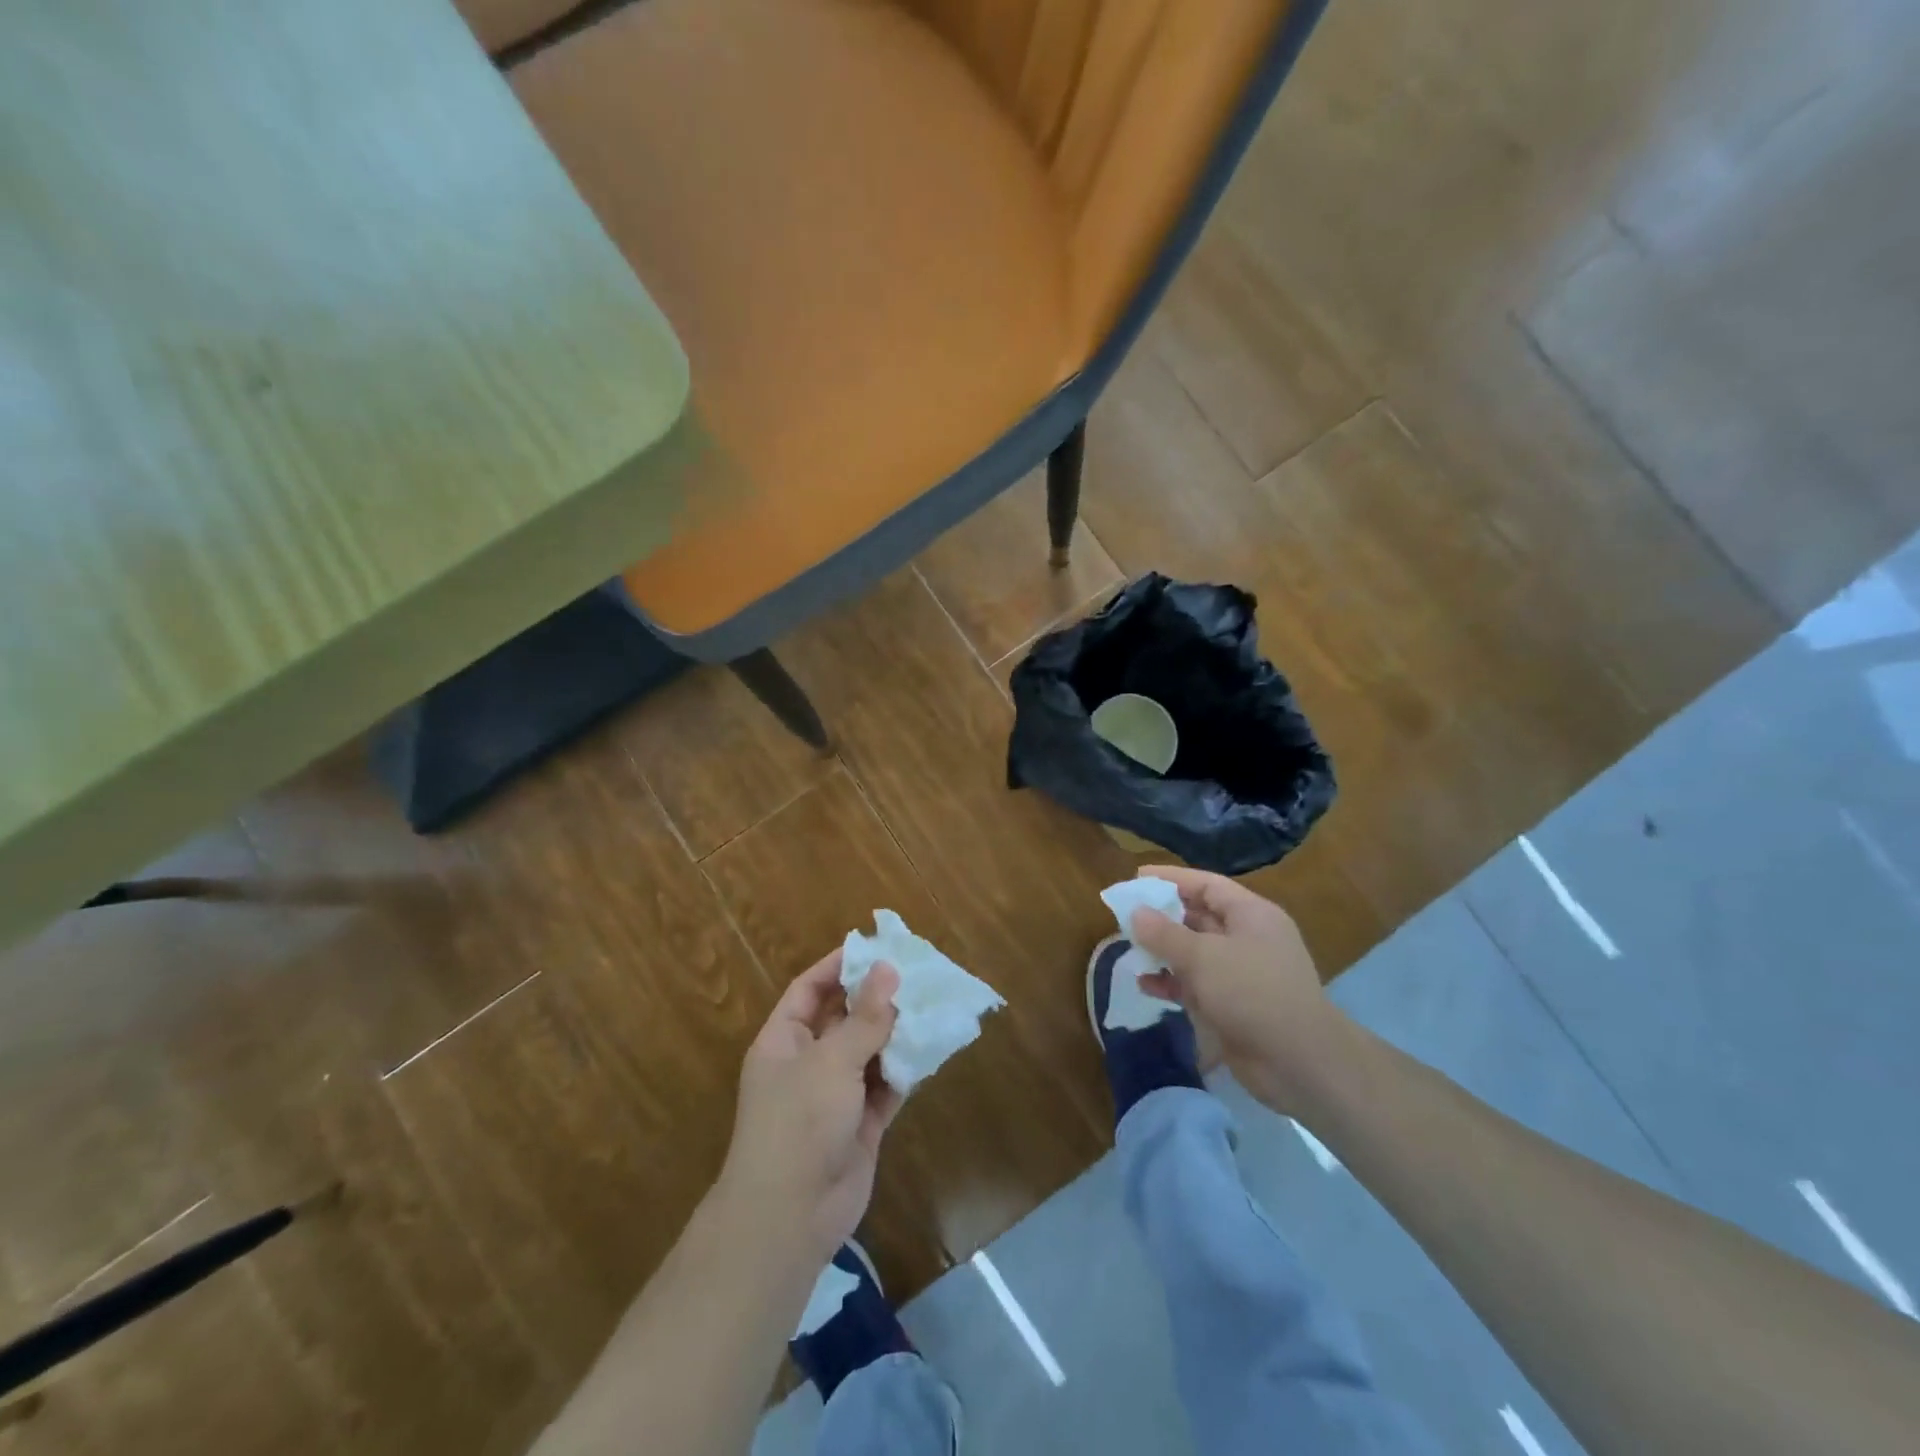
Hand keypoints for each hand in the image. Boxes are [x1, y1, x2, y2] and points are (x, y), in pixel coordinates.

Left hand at [719, 950, 901, 1264]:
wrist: (791, 1217)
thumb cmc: (799, 1122)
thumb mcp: (831, 1061)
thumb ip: (864, 1017)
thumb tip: (888, 968)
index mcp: (784, 1041)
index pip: (809, 990)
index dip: (837, 965)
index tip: (874, 946)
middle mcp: (807, 1063)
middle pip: (843, 1018)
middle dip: (876, 997)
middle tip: (916, 971)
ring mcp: (834, 1096)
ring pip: (869, 1052)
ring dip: (896, 1032)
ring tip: (932, 1002)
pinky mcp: (860, 1124)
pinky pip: (886, 1086)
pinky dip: (906, 1070)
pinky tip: (932, 1048)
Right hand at [1129, 866, 1353, 1112]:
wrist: (1300, 1064)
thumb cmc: (1253, 993)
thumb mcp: (1203, 957)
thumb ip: (1164, 933)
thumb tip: (1136, 912)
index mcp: (1251, 915)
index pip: (1207, 885)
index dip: (1171, 879)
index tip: (1137, 877)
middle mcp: (1248, 939)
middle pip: (1199, 917)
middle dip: (1163, 916)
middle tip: (1126, 915)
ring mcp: (1242, 974)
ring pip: (1195, 953)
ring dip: (1163, 951)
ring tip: (1129, 949)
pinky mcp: (1233, 1006)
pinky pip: (1196, 985)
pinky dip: (1171, 983)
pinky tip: (1145, 985)